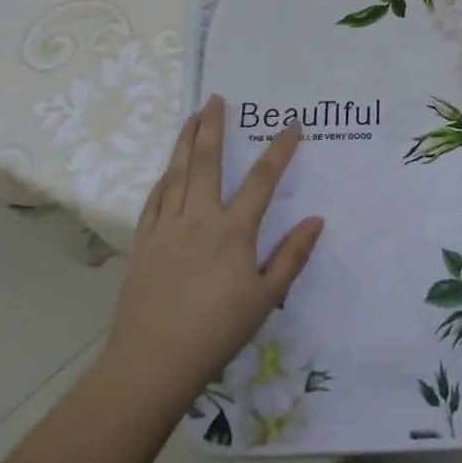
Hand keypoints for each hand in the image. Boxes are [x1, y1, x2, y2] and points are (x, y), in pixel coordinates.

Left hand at [103, 95, 323, 420]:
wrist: (152, 363)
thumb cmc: (217, 332)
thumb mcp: (265, 298)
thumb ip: (292, 256)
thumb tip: (317, 219)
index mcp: (233, 231)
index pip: (263, 179)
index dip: (280, 149)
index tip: (292, 126)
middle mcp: (199, 218)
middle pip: (206, 162)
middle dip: (213, 127)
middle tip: (215, 99)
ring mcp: (167, 228)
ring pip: (176, 173)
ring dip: (184, 141)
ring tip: (191, 117)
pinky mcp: (144, 243)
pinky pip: (154, 201)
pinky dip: (164, 179)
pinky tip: (167, 171)